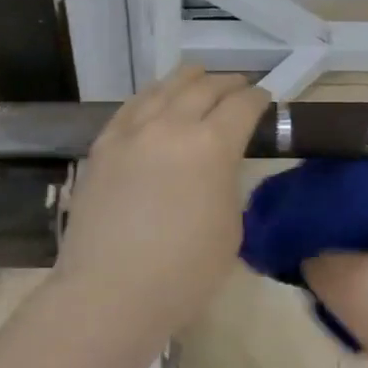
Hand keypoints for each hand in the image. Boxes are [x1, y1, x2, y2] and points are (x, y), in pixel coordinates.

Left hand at [53, 65, 270, 332]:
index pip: (242, 106)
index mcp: (212, 145)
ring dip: (186, 79)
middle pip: (203, 88)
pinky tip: (154, 99)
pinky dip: (150, 97)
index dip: (258, 98)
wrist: (110, 292)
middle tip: (238, 86)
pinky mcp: (102, 147)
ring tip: (198, 76)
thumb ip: (226, 183)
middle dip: (226, 83)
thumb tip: (217, 166)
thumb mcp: (229, 228)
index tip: (264, 99)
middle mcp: (170, 126)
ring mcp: (131, 132)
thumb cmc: (184, 272)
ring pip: (162, 89)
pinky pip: (130, 108)